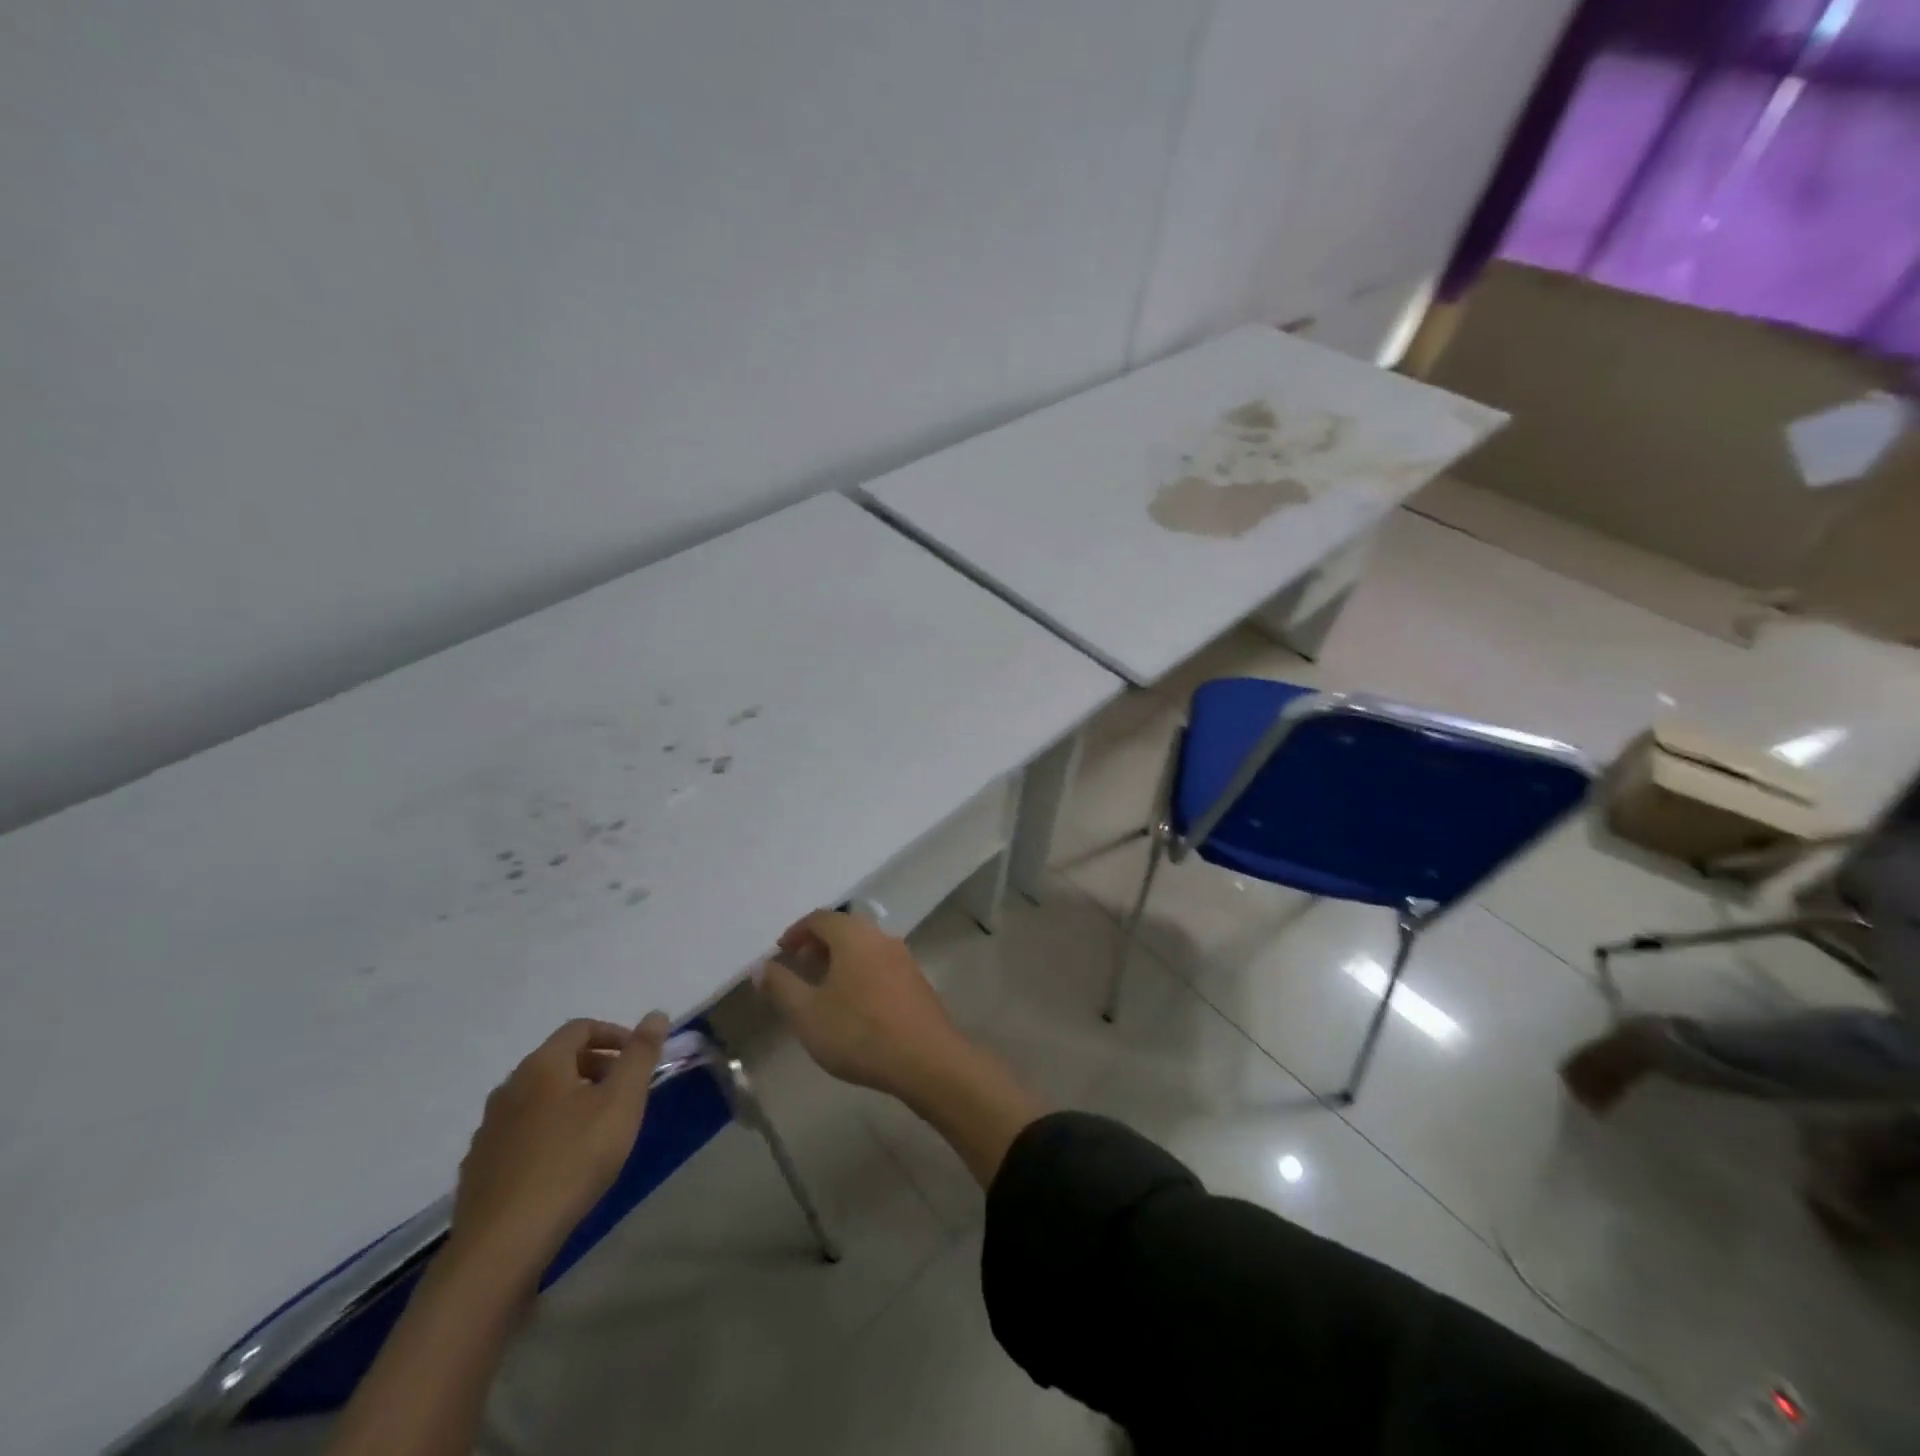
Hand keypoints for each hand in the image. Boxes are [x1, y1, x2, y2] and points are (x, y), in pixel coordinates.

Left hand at [448, 1013, 669, 1280]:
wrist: (502, 1244)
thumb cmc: (573, 1160)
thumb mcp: (622, 1101)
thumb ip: (641, 1054)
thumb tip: (656, 1014)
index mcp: (542, 1065)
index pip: (580, 1028)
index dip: (615, 1034)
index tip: (638, 1058)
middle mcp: (509, 1087)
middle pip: (558, 1060)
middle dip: (596, 1067)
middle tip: (624, 1093)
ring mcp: (489, 1129)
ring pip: (538, 1098)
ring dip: (571, 1100)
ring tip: (597, 1129)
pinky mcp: (479, 1167)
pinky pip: (520, 1132)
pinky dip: (547, 1131)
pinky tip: (562, 1163)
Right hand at [758, 910, 966, 1098]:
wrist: (926, 1059)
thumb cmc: (859, 1032)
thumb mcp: (806, 1013)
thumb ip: (781, 986)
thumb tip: (762, 966)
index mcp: (853, 935)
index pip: (819, 918)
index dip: (796, 932)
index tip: (781, 953)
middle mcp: (880, 936)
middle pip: (844, 929)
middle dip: (818, 944)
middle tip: (800, 968)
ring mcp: (903, 957)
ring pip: (864, 947)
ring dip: (840, 960)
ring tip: (823, 989)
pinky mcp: (916, 980)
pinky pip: (880, 964)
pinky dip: (860, 972)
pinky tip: (854, 1005)